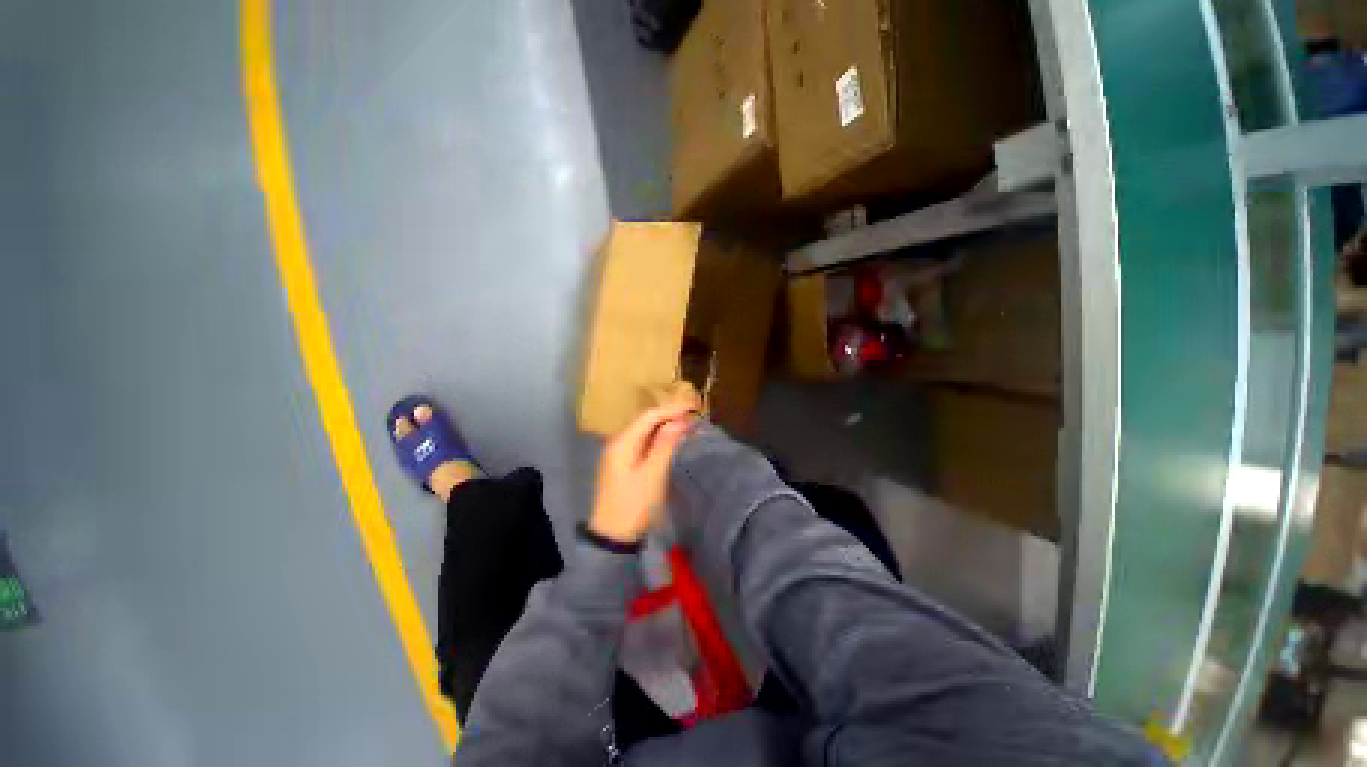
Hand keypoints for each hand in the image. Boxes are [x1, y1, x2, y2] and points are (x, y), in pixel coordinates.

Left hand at [588, 402, 696, 544]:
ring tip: (687, 423)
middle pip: (645, 421)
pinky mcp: (623, 465)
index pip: (649, 416)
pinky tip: (671, 440)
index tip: (694, 406)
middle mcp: (618, 443)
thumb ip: (665, 445)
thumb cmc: (634, 506)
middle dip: (669, 415)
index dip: (672, 409)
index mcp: (622, 442)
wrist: (612, 539)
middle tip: (693, 413)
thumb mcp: (652, 474)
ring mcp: (619, 454)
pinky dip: (659, 439)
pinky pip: (643, 443)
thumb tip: (679, 421)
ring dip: (665, 426)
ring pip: (644, 432)